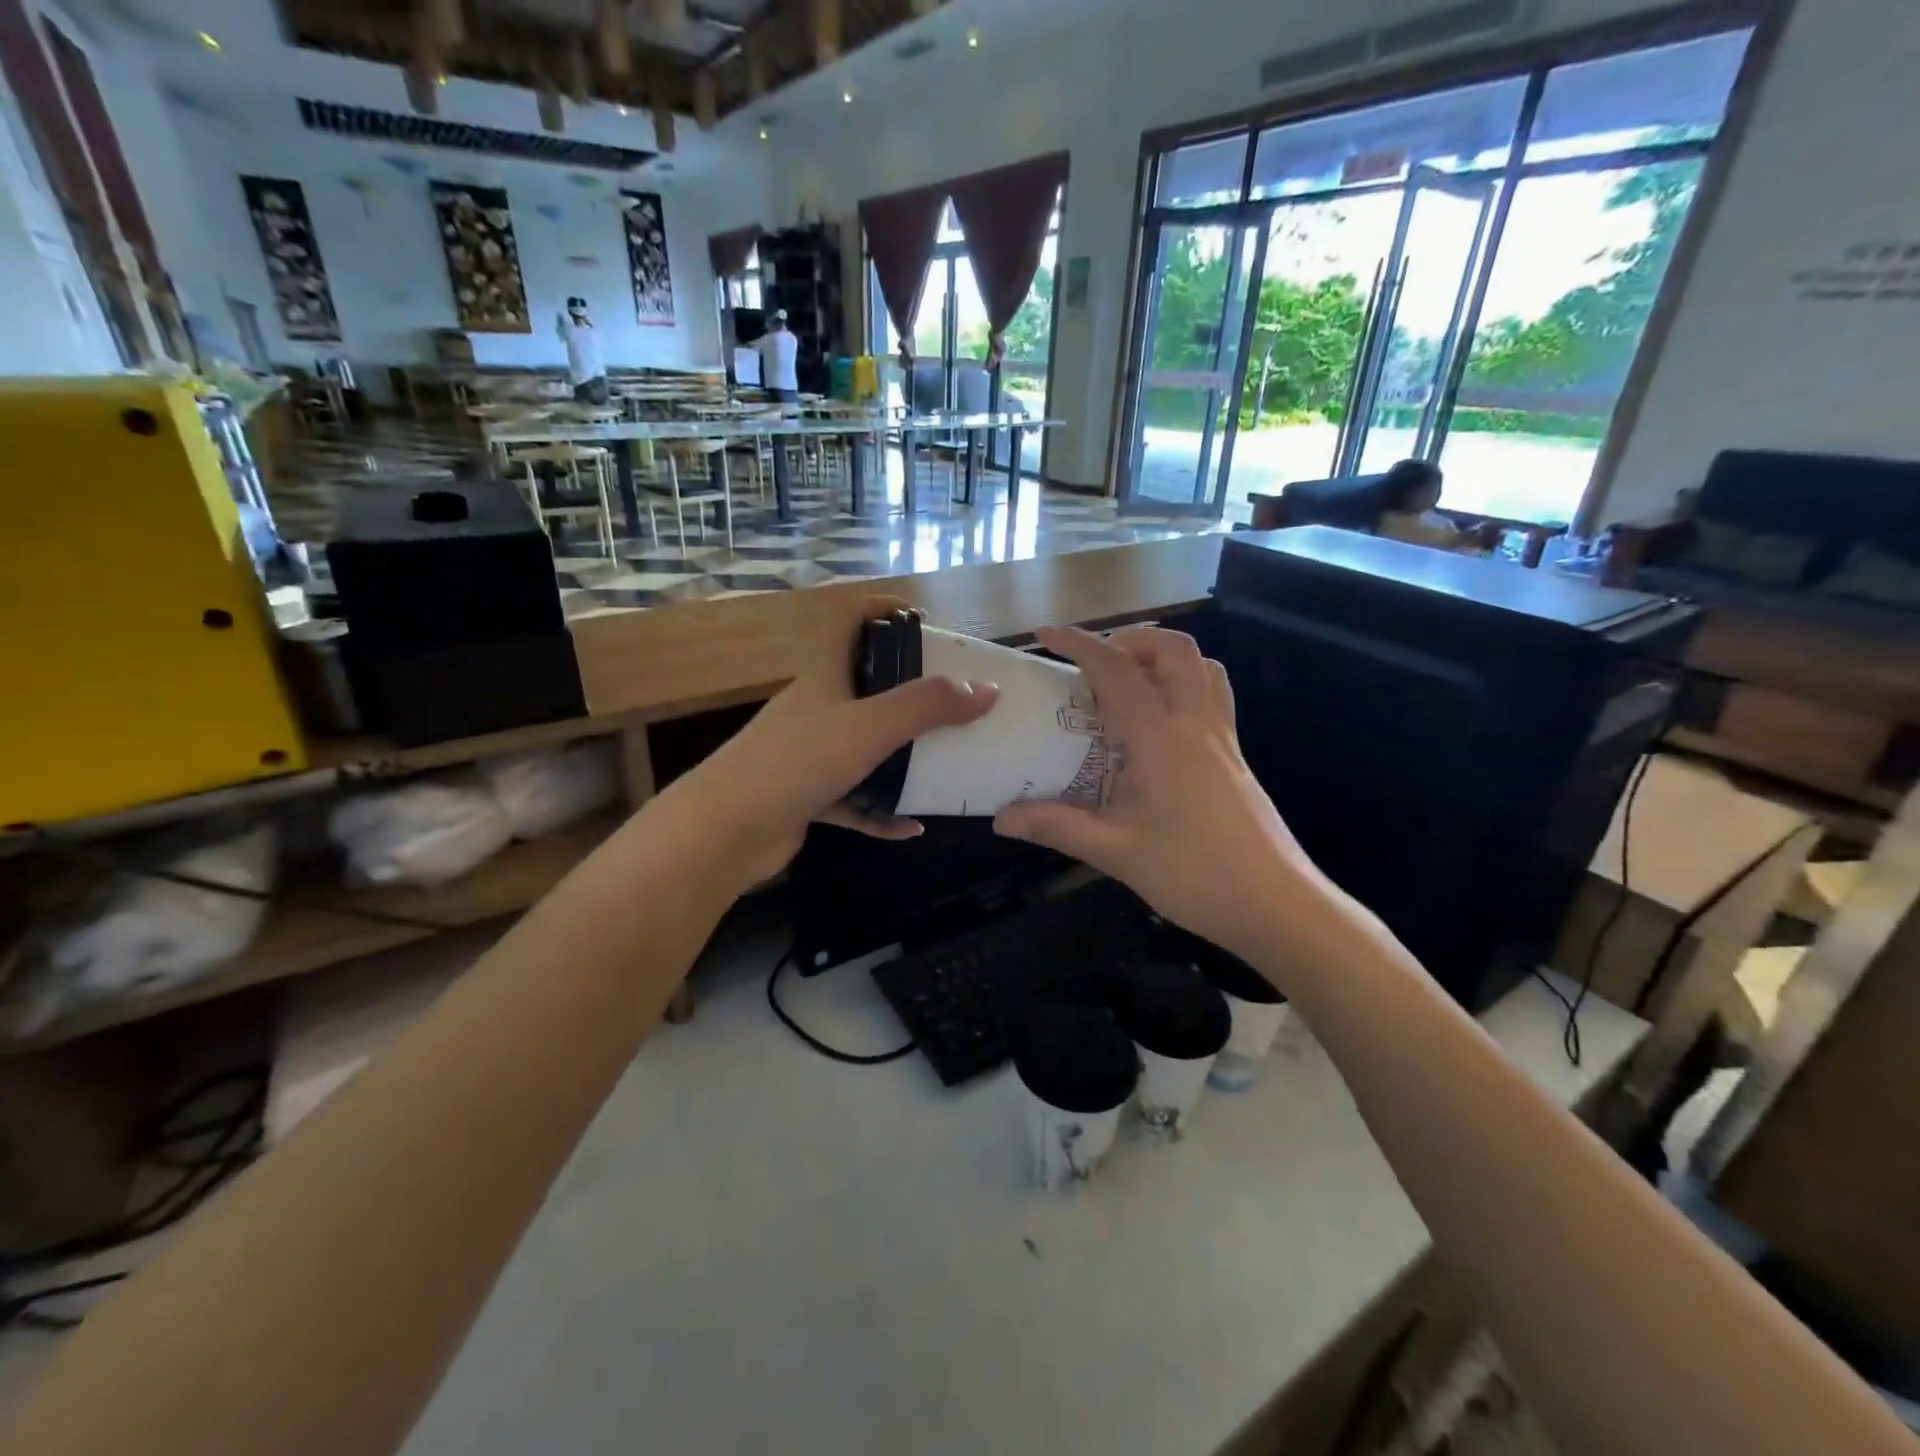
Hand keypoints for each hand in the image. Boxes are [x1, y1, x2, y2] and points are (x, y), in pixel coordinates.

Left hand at [655, 595, 998, 891]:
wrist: (724, 831)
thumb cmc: (797, 762)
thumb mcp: (870, 726)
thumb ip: (928, 705)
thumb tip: (987, 689)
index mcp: (825, 676)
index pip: (849, 622)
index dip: (882, 609)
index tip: (926, 620)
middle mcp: (816, 710)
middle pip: (867, 688)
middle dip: (911, 695)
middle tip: (956, 705)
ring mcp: (809, 756)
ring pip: (865, 749)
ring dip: (903, 760)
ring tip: (946, 766)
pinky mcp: (806, 798)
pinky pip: (854, 800)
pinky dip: (881, 813)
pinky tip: (911, 828)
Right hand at [993, 625, 1333, 966]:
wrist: (1275, 904)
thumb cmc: (1194, 875)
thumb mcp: (1117, 853)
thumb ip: (1058, 827)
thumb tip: (1001, 818)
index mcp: (1161, 739)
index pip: (1116, 670)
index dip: (1077, 645)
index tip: (1044, 637)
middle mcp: (1196, 723)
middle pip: (1171, 649)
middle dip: (1128, 640)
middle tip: (1093, 665)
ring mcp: (1222, 736)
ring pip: (1201, 665)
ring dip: (1162, 656)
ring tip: (1128, 682)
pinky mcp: (1236, 754)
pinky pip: (1213, 694)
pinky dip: (1185, 683)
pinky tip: (1160, 721)